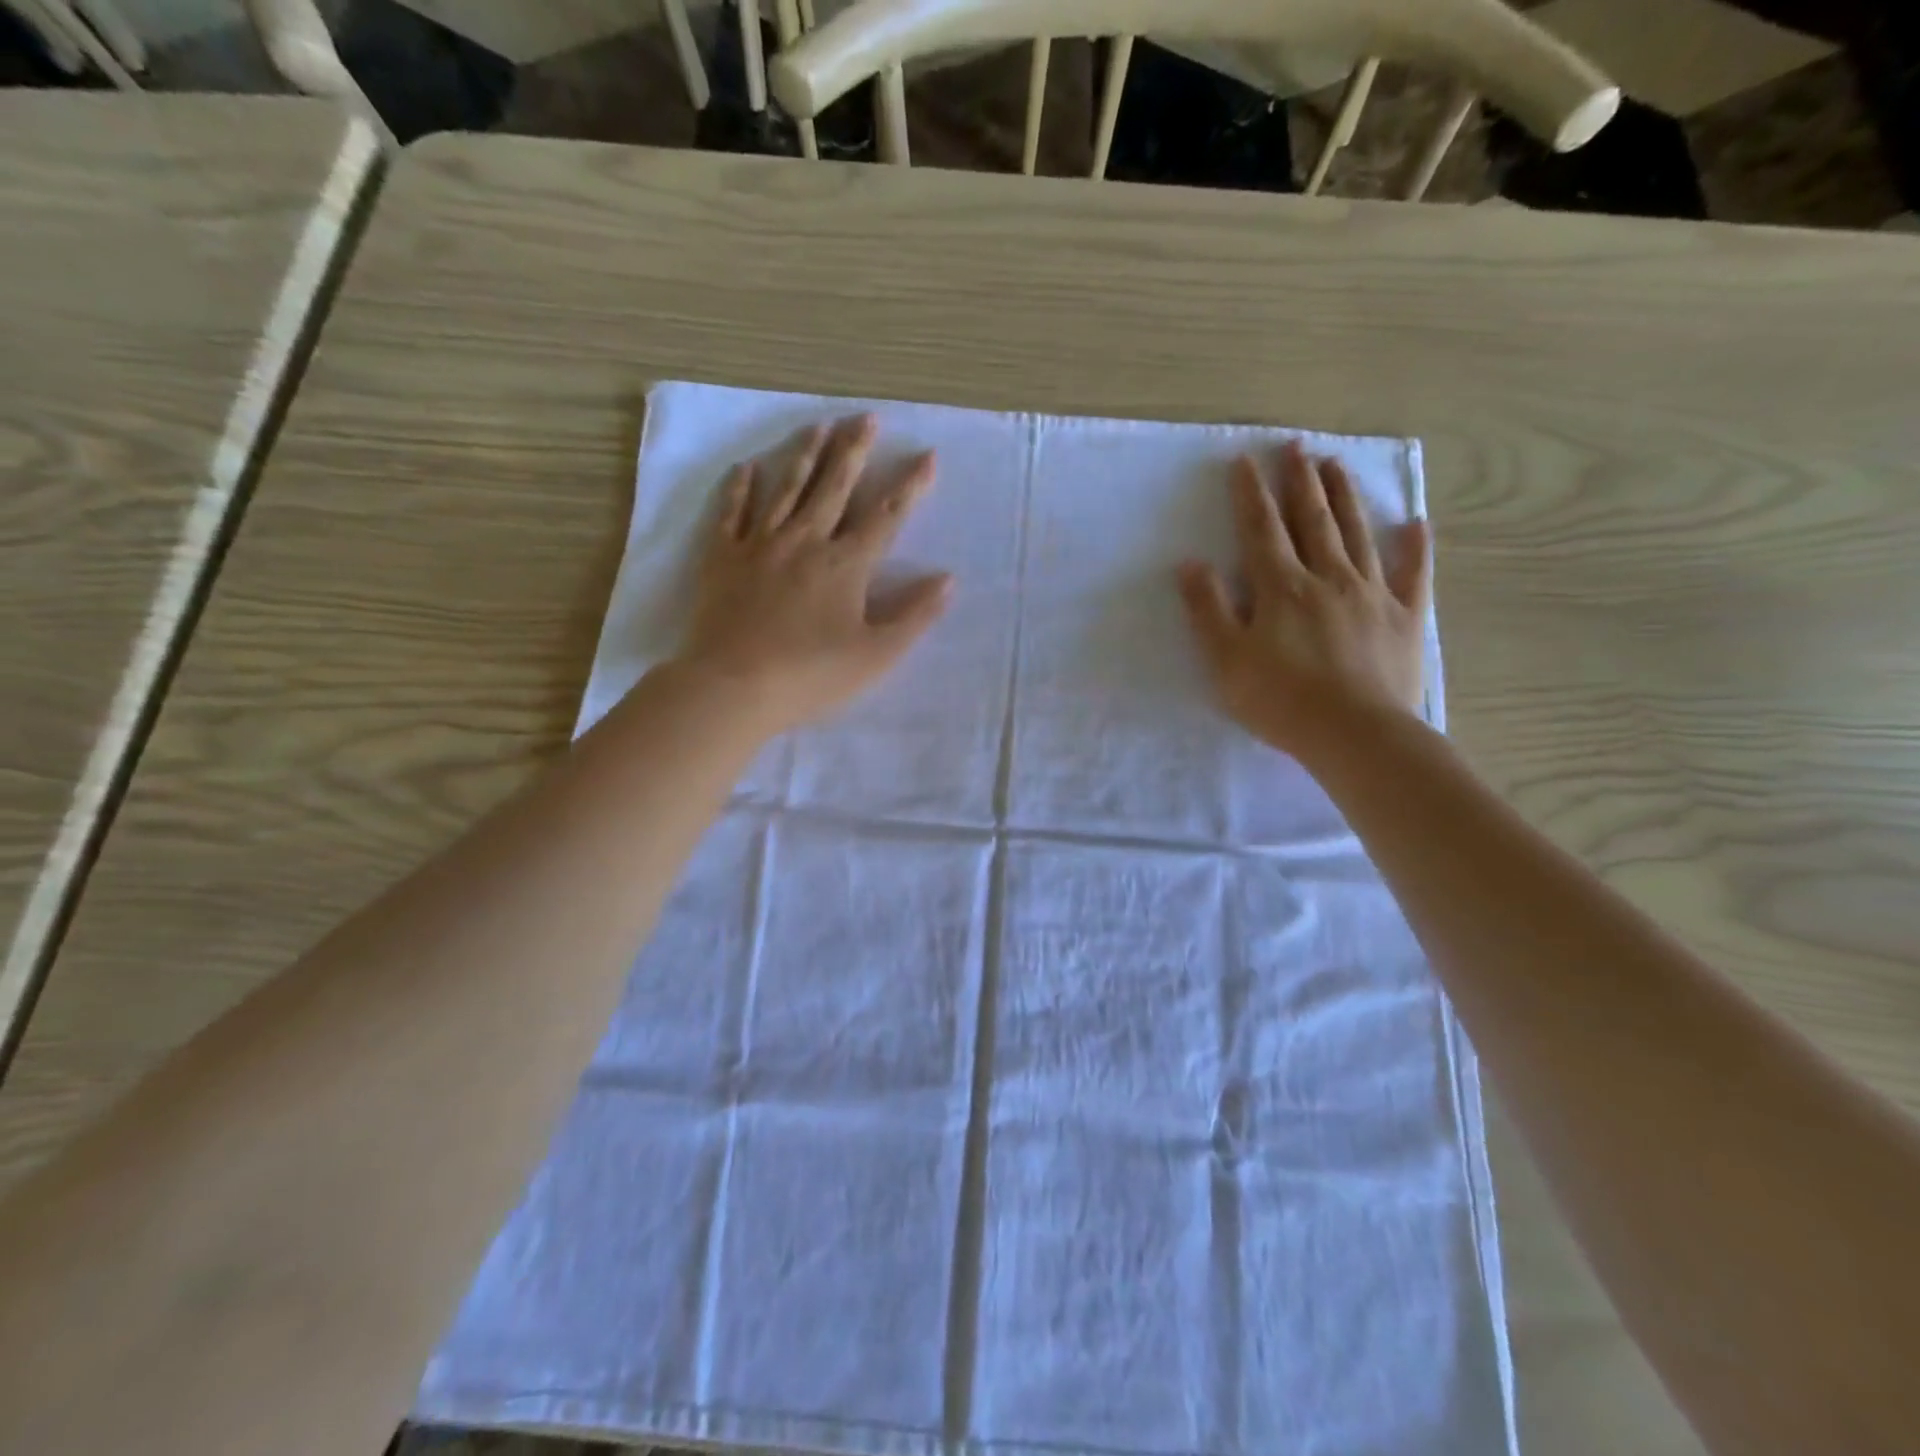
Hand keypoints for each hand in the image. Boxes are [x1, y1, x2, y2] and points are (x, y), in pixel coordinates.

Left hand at [676, 414, 951, 732]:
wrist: (733, 686)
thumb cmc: (811, 675)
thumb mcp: (876, 654)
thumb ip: (914, 615)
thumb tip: (947, 579)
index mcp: (846, 564)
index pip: (886, 516)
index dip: (910, 486)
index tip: (927, 455)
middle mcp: (805, 541)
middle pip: (834, 487)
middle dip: (854, 451)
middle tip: (866, 418)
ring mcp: (761, 544)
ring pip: (786, 489)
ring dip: (805, 455)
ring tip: (819, 426)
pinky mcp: (723, 558)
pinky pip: (732, 513)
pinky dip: (739, 488)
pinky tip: (746, 468)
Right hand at [1178, 441, 1431, 765]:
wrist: (1355, 734)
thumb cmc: (1280, 700)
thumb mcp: (1226, 660)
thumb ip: (1209, 609)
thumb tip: (1190, 564)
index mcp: (1282, 588)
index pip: (1262, 530)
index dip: (1250, 494)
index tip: (1245, 461)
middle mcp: (1329, 578)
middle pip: (1312, 521)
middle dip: (1300, 482)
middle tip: (1296, 446)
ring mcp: (1372, 595)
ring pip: (1358, 535)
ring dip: (1345, 498)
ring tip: (1336, 465)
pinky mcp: (1405, 618)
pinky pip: (1413, 575)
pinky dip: (1416, 549)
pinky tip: (1416, 525)